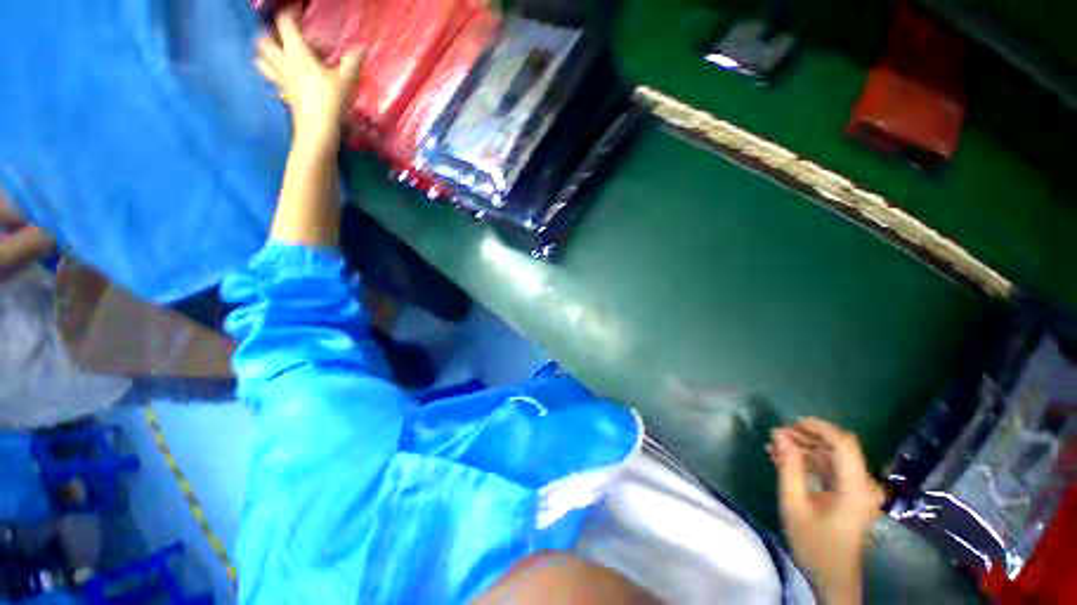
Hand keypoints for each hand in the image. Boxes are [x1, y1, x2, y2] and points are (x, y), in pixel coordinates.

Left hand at [256, 9, 362, 149]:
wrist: (318, 129)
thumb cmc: (331, 100)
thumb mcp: (346, 80)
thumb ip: (352, 62)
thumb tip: (362, 48)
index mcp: (297, 53)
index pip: (286, 24)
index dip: (290, 14)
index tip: (296, 10)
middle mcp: (284, 63)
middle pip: (264, 41)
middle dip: (267, 33)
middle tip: (277, 33)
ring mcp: (281, 81)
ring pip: (262, 61)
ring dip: (264, 54)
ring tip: (273, 53)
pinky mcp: (284, 96)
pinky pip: (272, 82)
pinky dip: (273, 77)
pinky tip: (281, 78)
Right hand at [768, 418, 884, 604]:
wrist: (832, 579)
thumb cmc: (813, 543)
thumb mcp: (794, 504)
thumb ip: (789, 466)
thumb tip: (779, 435)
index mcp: (855, 487)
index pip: (843, 443)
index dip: (819, 427)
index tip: (790, 422)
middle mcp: (864, 485)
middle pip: (838, 448)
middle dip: (805, 437)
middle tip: (775, 435)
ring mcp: (860, 491)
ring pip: (833, 458)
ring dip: (805, 449)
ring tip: (775, 447)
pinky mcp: (853, 497)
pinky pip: (832, 471)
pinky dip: (810, 462)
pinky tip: (785, 461)